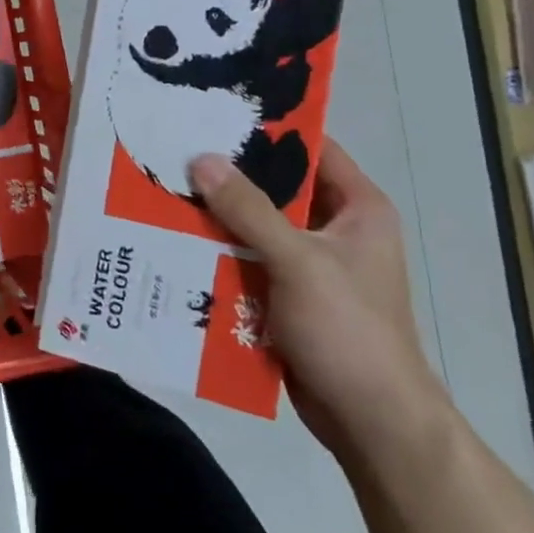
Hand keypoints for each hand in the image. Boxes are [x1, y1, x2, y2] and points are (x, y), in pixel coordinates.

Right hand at [189, 140, 448, 468]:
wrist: (370, 421)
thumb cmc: (348, 329)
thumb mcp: (298, 261)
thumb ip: (249, 210)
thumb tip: (202, 159)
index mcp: (357, 208)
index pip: (311, 148)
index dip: (268, 128)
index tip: (215, 112)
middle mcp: (334, 228)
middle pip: (275, 187)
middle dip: (229, 173)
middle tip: (175, 149)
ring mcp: (309, 263)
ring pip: (255, 224)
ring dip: (217, 214)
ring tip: (163, 188)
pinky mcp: (287, 293)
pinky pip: (247, 259)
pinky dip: (218, 250)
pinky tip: (174, 238)